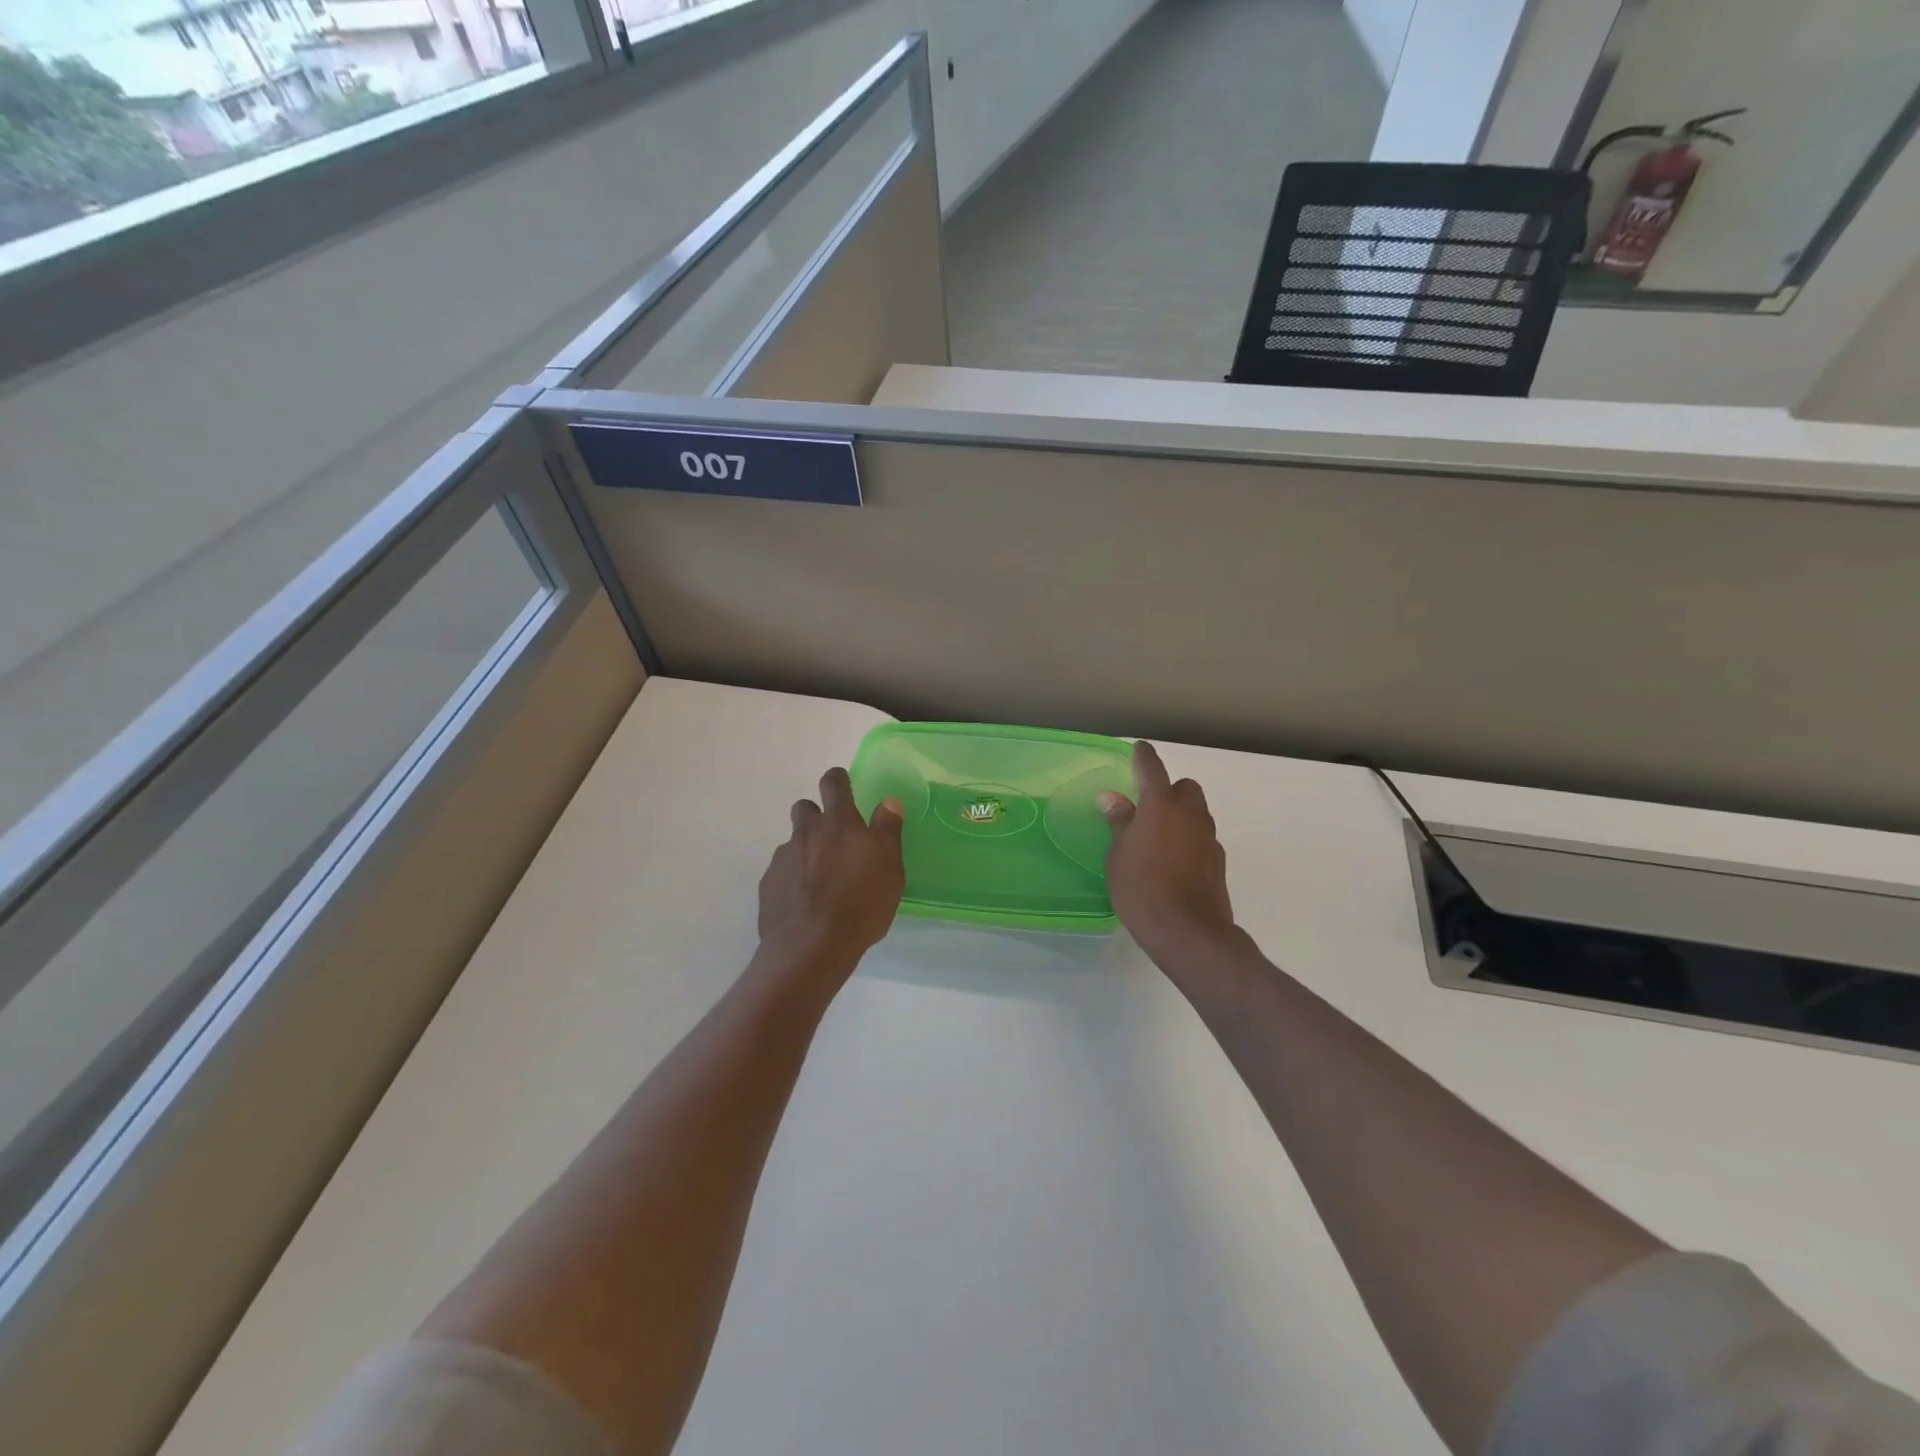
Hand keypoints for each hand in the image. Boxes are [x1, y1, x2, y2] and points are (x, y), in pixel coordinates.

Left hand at [757, 768, 904, 985]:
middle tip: (834, 840)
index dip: (838, 780)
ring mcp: (783, 858)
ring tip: (821, 879)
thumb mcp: (890, 868)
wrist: (812, 946)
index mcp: (840, 824)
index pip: (834, 784)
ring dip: (806, 851)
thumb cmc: (861, 904)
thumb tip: (888, 801)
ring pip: (793, 842)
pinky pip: (782, 871)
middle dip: (817, 815)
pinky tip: (805, 902)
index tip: (843, 784)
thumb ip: (888, 831)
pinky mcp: (768, 884)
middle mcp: (807, 833)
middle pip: (805, 808)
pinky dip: (793, 879)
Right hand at [1099, 742, 1236, 970]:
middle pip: (1185, 788)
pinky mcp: (1218, 862)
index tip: (1138, 748)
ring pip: (1197, 813)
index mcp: (1160, 806)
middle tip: (1147, 808)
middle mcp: (1190, 815)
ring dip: (1180, 816)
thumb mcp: (1118, 856)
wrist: (1189, 932)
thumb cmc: (1142, 889)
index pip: (1152, 769)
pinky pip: (1201, 839)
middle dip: (1169, 790)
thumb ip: (1119, 822)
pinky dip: (1188, 841)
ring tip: (1157, 838)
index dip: (1143, 756)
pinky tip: (1173, 862)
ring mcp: (1208, 838)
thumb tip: (1112, 798)